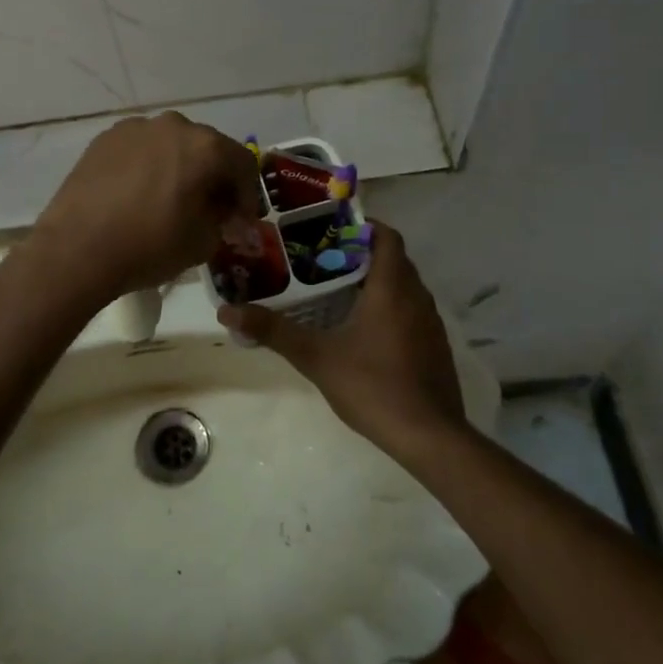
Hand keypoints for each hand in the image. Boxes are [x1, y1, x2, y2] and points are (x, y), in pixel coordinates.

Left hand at [30, 113, 262, 302]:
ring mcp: (135, 128)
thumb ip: (224, 219)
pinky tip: (139, 195)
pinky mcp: (105, 139)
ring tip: (171, 200)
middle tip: (211, 210)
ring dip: (180, 168)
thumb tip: (223, 211)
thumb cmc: (149, 245)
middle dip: (214, 178)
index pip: (243, 163)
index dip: (248, 195)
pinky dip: (149, 167)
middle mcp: (173, 125)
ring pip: (172, 145)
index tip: (241, 221)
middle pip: (207, 149)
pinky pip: (141, 149)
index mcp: (205, 146)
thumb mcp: (204, 241)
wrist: (77, 249)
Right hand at [217, 223, 469, 462]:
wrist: (429, 437)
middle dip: (361, 254)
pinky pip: (411, 311)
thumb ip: (273, 331)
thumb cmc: (373, 386)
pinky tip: (363, 331)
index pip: (386, 236)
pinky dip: (389, 307)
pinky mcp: (435, 347)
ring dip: (376, 282)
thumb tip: (227, 311)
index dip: (363, 226)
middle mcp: (417, 296)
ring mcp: (430, 323)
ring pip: (404, 286)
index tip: (331, 230)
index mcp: (392, 287)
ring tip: (337, 291)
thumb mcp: (316, 357)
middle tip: (323, 260)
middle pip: (393, 259)